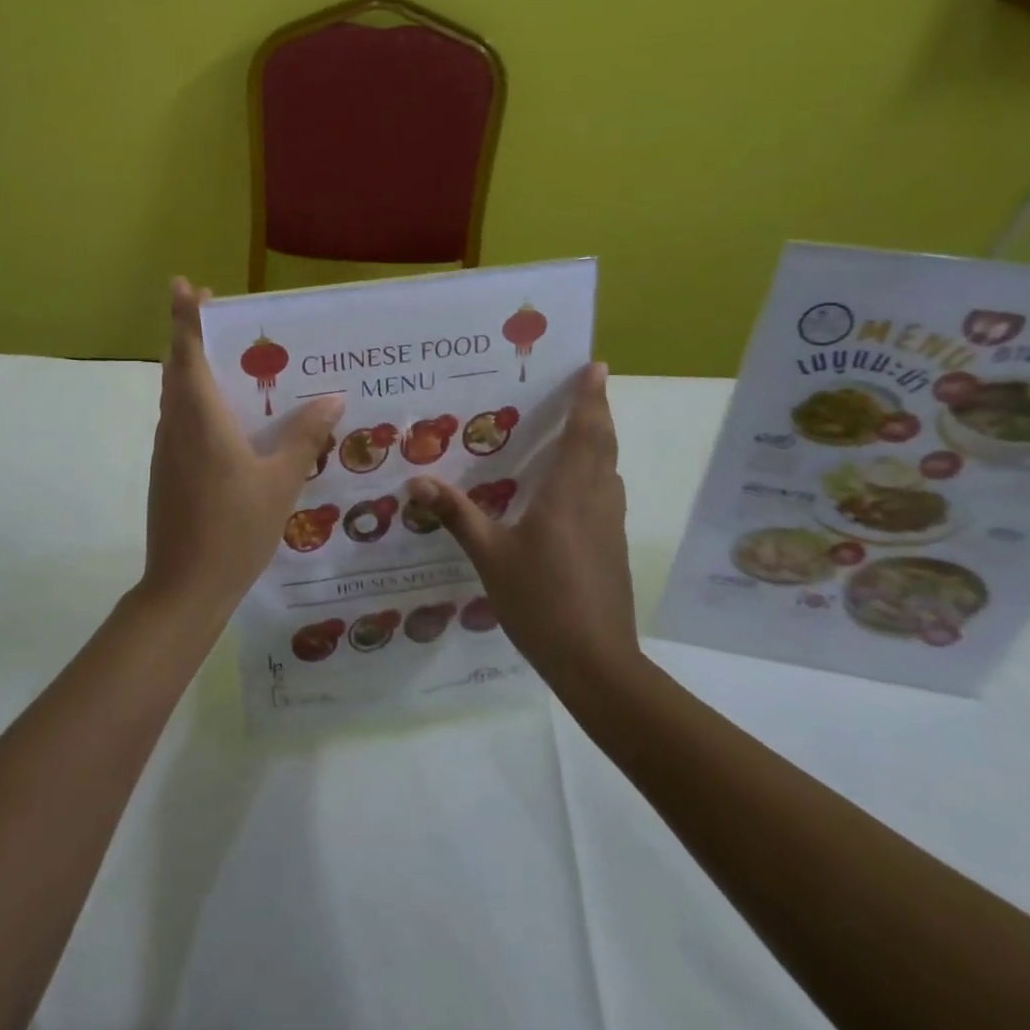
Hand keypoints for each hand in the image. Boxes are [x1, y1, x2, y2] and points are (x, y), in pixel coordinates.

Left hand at [142, 278, 343, 620]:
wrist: (184, 587)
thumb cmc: (233, 528)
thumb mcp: (279, 482)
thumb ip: (302, 437)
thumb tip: (331, 400)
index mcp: (200, 418)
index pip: (188, 353)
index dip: (185, 317)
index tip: (184, 285)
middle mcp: (177, 425)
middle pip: (179, 368)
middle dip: (192, 336)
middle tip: (221, 317)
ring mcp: (168, 449)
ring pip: (178, 396)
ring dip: (196, 370)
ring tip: (235, 363)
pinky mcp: (168, 470)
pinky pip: (182, 421)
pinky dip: (200, 403)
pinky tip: (231, 420)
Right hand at [406, 363, 637, 676]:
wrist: (597, 663)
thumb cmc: (541, 601)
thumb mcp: (490, 557)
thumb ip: (457, 515)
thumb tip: (418, 480)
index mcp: (567, 495)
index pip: (584, 434)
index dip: (590, 398)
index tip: (596, 367)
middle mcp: (595, 500)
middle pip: (603, 445)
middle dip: (597, 411)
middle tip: (588, 384)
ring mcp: (608, 525)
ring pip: (608, 469)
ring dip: (599, 441)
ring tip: (577, 427)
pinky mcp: (611, 546)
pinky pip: (605, 492)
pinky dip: (595, 471)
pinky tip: (570, 486)